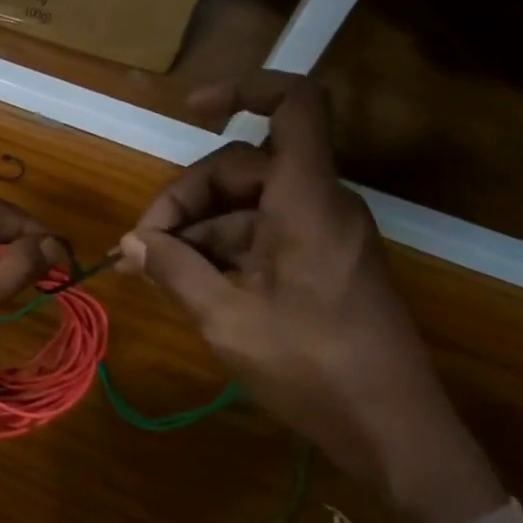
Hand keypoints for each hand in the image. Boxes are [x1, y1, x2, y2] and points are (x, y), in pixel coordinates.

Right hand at [120, 74, 503, 522]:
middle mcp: (319, 203)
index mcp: (306, 201)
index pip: (295, 105)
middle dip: (185, 198)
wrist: (394, 433)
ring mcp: (323, 233)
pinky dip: (221, 249)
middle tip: (141, 246)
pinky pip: (262, 234)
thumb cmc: (312, 369)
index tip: (190, 109)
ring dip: (196, 229)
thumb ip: (173, 270)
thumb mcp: (226, 319)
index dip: (244, 89)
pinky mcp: (321, 261)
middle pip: (243, 165)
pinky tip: (185, 282)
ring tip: (151, 270)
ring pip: (246, 204)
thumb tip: (128, 244)